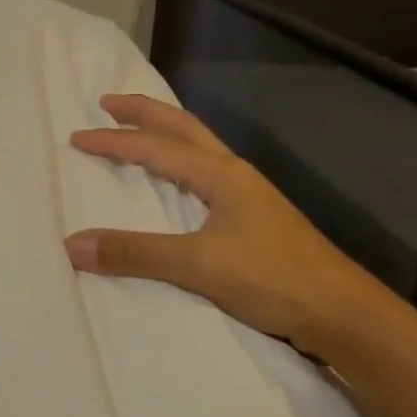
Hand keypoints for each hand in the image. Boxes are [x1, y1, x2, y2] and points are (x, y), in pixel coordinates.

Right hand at [64, 94, 385, 358]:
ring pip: (199, 148)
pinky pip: (206, 175)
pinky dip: (181, 163)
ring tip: (138, 131)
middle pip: (184, 129)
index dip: (114, 142)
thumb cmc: (274, 279)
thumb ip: (136, 253)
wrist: (343, 313)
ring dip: (165, 133)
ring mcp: (249, 196)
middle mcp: (235, 175)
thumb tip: (72, 244)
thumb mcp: (199, 265)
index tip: (76, 137)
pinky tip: (178, 183)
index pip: (156, 147)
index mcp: (221, 175)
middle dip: (144, 113)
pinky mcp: (254, 220)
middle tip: (109, 102)